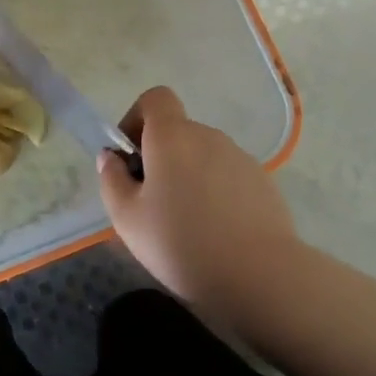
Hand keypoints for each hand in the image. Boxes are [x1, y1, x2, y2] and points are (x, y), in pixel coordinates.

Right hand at [97, 86, 300, 313]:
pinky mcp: (263, 182)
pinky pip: (228, 177)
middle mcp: (208, 136)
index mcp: (172, 136)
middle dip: (161, 158)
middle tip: (153, 204)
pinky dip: (216, 193)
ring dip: (189, 177)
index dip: (137, 118)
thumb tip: (111, 157)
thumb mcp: (128, 218)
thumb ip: (111, 180)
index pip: (155, 98)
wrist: (261, 276)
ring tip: (187, 225)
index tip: (131, 157)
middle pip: (178, 132)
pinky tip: (217, 233)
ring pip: (203, 157)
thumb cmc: (182, 243)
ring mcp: (240, 157)